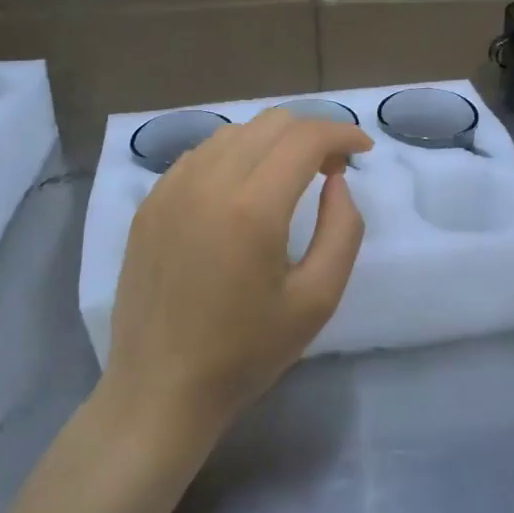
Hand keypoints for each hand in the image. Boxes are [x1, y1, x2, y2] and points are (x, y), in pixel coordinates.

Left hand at [105, 109, 372, 437]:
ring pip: (234, 132)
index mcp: (252, 207)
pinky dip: (234, 156)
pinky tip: (243, 190)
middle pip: (271, 123)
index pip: (305, 137)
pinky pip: (200, 155)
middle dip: (311, 133)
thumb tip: (336, 180)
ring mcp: (171, 188)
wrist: (160, 389)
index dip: (342, 133)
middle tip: (331, 169)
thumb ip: (342, 229)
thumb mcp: (317, 299)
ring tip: (289, 177)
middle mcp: (207, 182)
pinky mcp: (150, 202)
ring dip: (272, 142)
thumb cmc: (246, 352)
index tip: (363, 150)